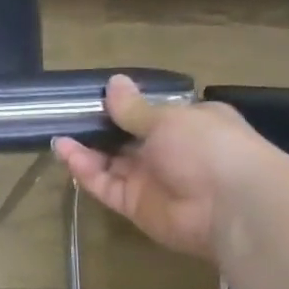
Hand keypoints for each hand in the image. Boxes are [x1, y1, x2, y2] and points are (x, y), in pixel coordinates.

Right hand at [54, 76, 270, 262]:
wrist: (231, 206)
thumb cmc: (207, 146)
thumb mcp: (168, 118)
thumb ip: (133, 108)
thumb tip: (113, 82)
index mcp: (187, 124)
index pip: (150, 114)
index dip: (122, 106)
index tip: (92, 97)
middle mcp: (169, 151)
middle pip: (125, 139)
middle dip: (98, 129)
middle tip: (65, 116)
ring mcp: (151, 180)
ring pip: (110, 163)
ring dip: (85, 149)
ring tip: (57, 134)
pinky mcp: (135, 205)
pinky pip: (105, 185)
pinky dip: (85, 170)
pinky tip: (65, 152)